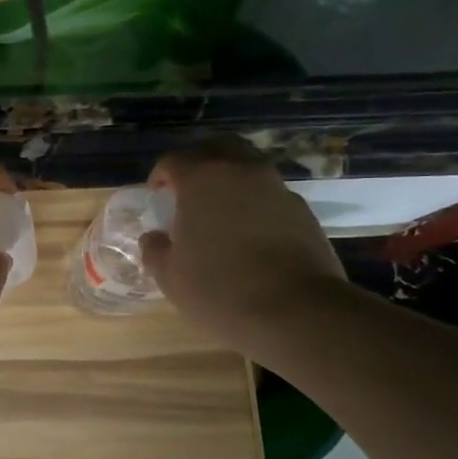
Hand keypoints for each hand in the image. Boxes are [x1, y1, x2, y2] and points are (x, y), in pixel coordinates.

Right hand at [139, 137, 347, 354]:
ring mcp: (277, 188)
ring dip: (230, 178)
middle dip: (199, 160)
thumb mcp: (170, 277)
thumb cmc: (220, 290)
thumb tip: (154, 238)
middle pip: (217, 146)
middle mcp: (241, 171)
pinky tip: (248, 232)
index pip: (174, 160)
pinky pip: (270, 193)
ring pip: (248, 166)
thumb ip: (155, 250)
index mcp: (202, 179)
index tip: (156, 195)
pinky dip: (255, 201)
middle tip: (187, 186)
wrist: (298, 312)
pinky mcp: (303, 211)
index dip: (160, 175)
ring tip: (219, 210)